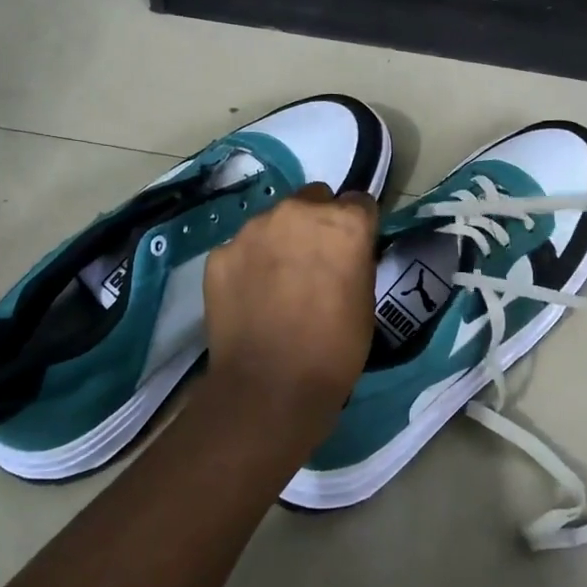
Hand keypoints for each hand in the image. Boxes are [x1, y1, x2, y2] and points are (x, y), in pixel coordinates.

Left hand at [201, 183, 378, 440]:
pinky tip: (251, 298)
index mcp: (343, 222)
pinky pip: (241, 248)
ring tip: (277, 283)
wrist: (270, 387)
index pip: (358, 202)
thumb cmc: (335, 349)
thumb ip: (354, 260)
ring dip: (280, 241)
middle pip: (313, 199)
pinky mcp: (220, 253)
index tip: (353, 249)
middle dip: (317, 222)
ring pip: (273, 221)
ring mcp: (253, 230)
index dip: (357, 226)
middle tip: (314, 263)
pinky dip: (248, 265)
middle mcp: (297, 212)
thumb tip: (343, 253)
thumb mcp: (365, 300)